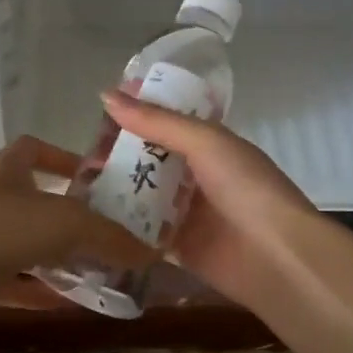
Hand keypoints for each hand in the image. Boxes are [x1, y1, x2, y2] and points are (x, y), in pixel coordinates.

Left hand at [0, 135, 158, 319]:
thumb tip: (150, 252)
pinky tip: (72, 305)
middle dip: (70, 218)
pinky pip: (17, 285)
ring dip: (59, 260)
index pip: (32, 149)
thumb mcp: (67, 222)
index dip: (60, 157)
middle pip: (36, 203)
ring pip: (28, 248)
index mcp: (10, 172)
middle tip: (112, 235)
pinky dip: (42, 294)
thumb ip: (110, 236)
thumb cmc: (2, 227)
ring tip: (102, 273)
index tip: (91, 175)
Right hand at [99, 89, 317, 307]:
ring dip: (116, 189)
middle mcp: (198, 176)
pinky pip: (144, 233)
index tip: (99, 110)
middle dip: (118, 155)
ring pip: (144, 196)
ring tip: (76, 184)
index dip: (137, 114)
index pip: (167, 122)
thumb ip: (158, 122)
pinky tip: (90, 219)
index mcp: (211, 146)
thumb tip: (106, 96)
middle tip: (80, 154)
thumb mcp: (206, 143)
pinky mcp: (178, 248)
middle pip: (151, 160)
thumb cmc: (246, 189)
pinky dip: (122, 226)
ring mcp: (188, 214)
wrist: (276, 257)